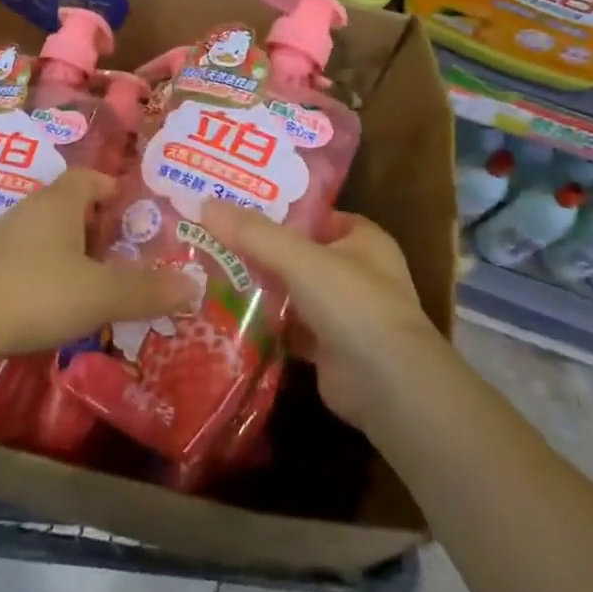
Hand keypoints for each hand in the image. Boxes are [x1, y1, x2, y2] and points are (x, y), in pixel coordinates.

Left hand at [0, 170, 196, 378]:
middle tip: (125, 253)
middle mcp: (31, 210)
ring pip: (49, 234)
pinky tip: (59, 302)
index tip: (135, 213)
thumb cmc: (37, 292)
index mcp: (59, 202)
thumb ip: (146, 290)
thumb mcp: (100, 293)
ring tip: (98, 281)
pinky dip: (49, 272)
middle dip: (98, 225)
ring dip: (73, 252)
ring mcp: (4, 237)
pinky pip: (29, 259)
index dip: (114, 189)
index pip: (90, 178)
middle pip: (70, 205)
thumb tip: (194, 285)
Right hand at [199, 202, 444, 432]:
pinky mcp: (327, 348)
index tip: (230, 205)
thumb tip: (204, 204)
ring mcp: (343, 313)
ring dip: (257, 287)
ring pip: (290, 291)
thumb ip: (252, 233)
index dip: (274, 208)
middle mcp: (355, 271)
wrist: (388, 387)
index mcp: (362, 239)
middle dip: (257, 249)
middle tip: (208, 238)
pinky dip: (262, 324)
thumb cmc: (353, 304)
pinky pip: (287, 327)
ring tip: (206, 272)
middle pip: (296, 252)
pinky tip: (224, 316)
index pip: (311, 214)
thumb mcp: (299, 258)